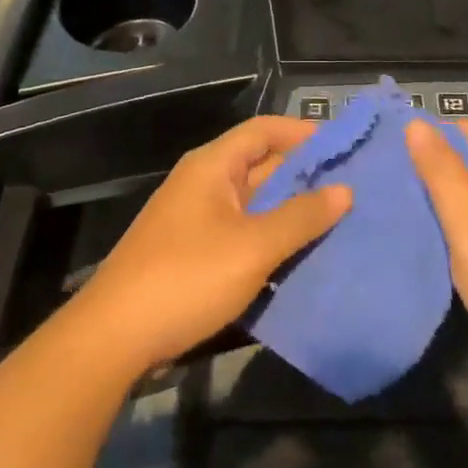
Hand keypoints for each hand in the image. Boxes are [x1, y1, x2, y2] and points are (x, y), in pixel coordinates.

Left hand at [76, 116, 350, 372]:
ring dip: (291, 210)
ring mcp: (196, 219)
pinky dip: (271, 238)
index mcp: (213, 166)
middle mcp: (204, 183)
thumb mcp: (253, 247)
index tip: (345, 147)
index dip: (303, 133)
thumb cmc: (187, 278)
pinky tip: (301, 256)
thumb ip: (300, 216)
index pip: (264, 130)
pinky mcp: (194, 252)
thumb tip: (344, 190)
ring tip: (339, 221)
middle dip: (304, 174)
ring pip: (254, 203)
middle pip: (261, 165)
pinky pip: (242, 232)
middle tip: (353, 188)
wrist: (114, 336)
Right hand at [406, 119, 467, 382]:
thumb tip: (416, 122)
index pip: (461, 130)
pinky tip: (439, 239)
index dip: (424, 140)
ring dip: (447, 200)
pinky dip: (465, 223)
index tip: (386, 158)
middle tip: (387, 188)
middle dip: (432, 171)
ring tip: (404, 211)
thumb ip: (442, 172)